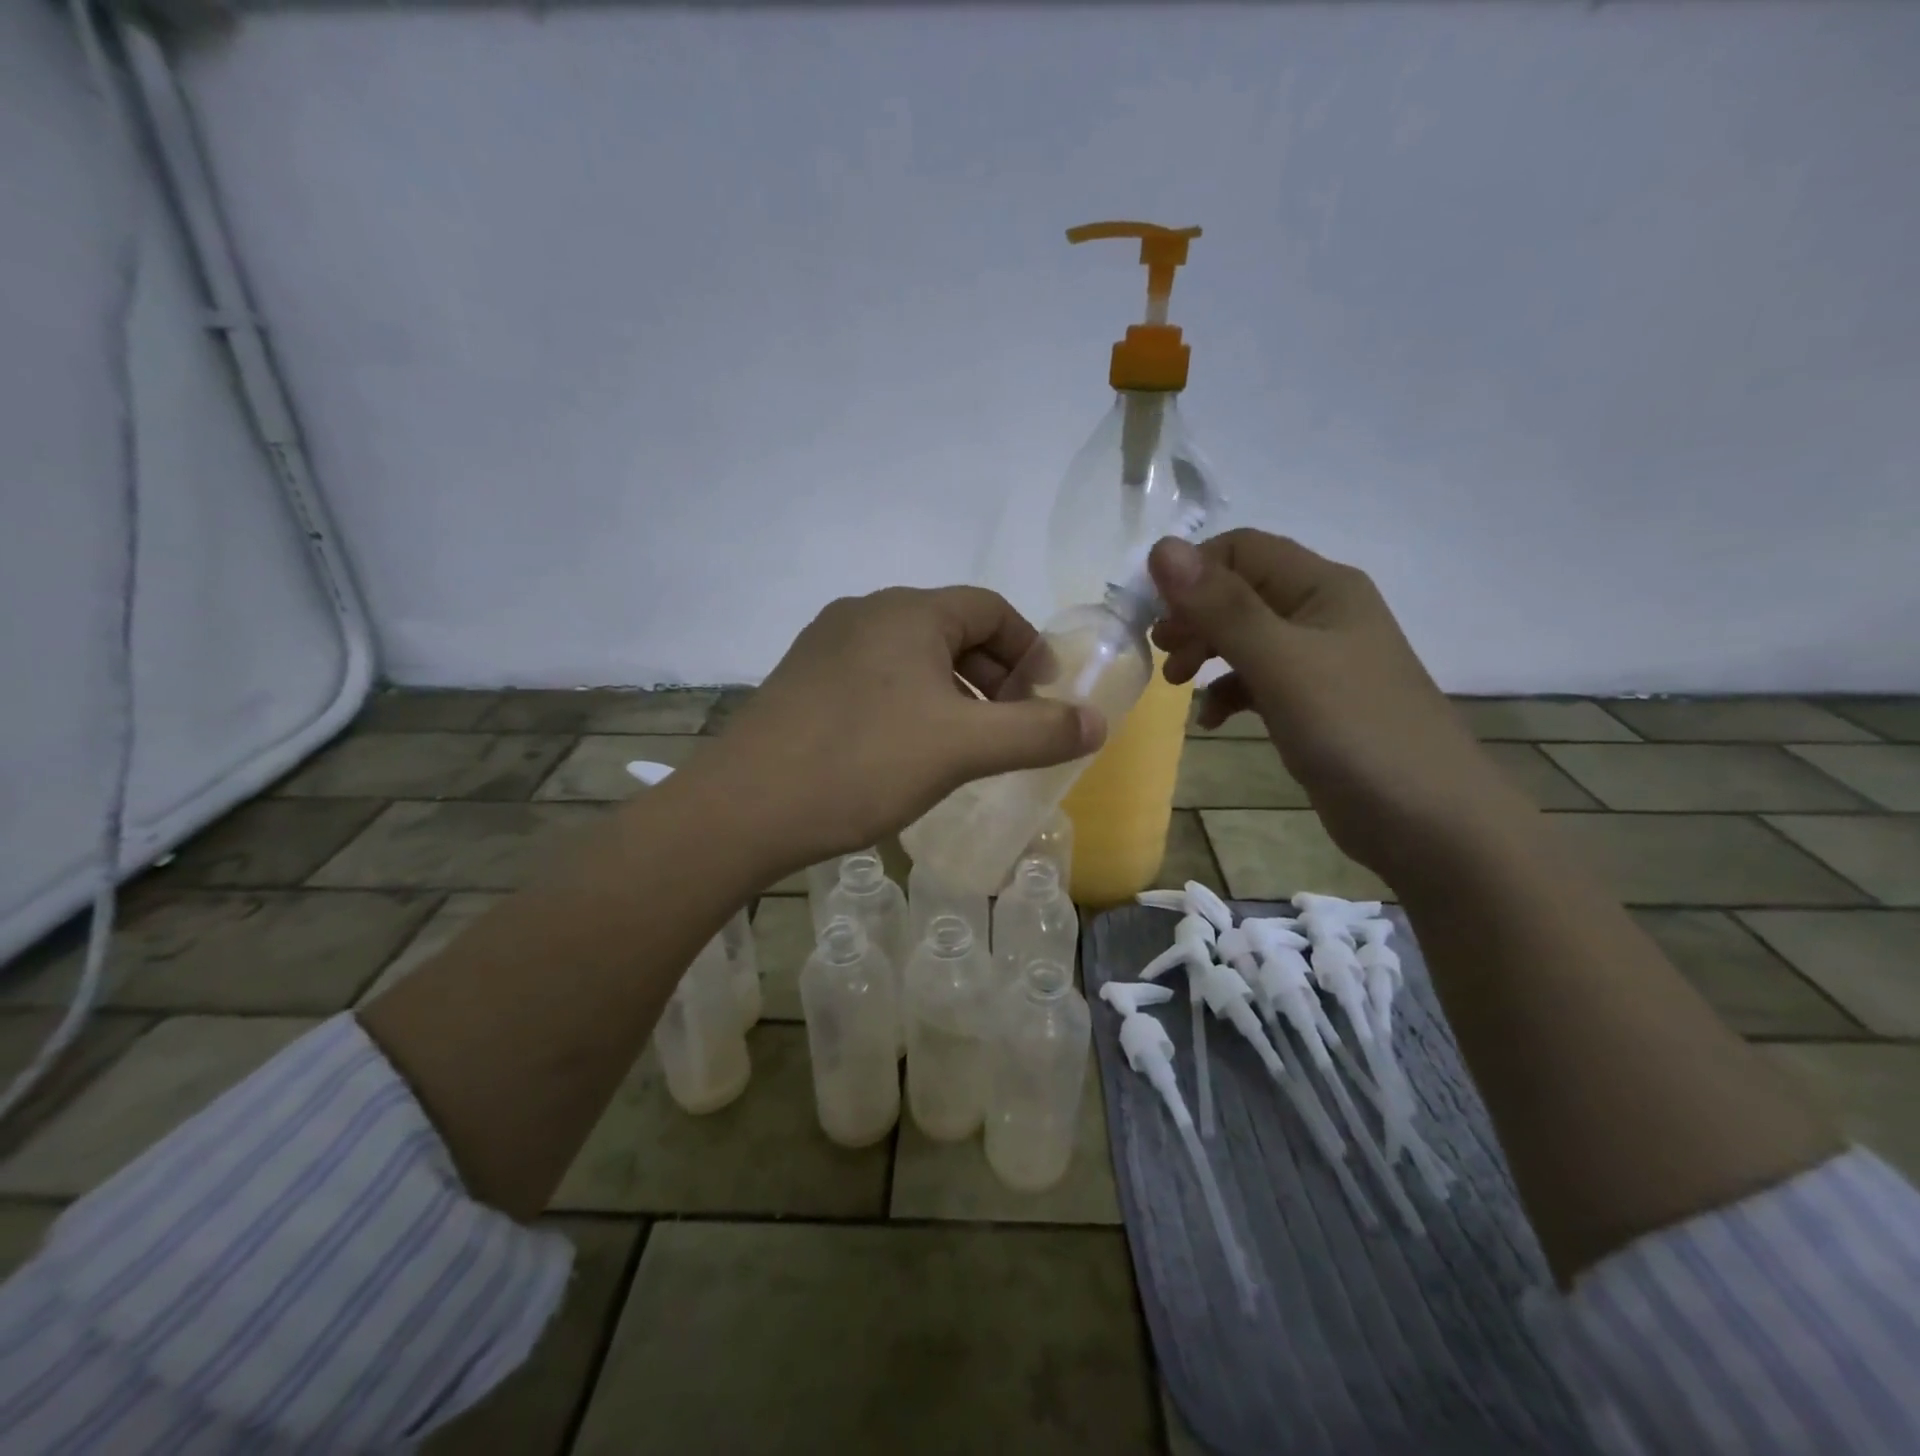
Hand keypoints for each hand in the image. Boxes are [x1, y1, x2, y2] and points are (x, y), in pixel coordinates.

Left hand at [694, 586, 1103, 869]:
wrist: (745, 808)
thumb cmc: (864, 763)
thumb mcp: (964, 748)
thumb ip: (1038, 732)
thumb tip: (1098, 722)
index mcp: (908, 611)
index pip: (990, 608)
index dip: (1030, 648)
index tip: (1044, 697)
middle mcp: (865, 612)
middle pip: (952, 630)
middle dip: (993, 674)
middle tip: (1009, 726)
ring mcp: (826, 645)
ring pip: (912, 656)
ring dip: (952, 691)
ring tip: (965, 744)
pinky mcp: (802, 680)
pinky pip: (876, 677)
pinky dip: (910, 702)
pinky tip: (908, 750)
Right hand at [1148, 530, 1527, 881]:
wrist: (1430, 823)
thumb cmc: (1354, 730)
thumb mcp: (1280, 663)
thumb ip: (1221, 607)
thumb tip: (1160, 548)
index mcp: (1322, 586)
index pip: (1241, 549)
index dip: (1191, 572)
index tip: (1152, 616)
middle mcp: (1321, 613)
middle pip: (1239, 591)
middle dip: (1193, 616)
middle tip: (1162, 653)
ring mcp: (1319, 660)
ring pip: (1244, 636)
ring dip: (1204, 651)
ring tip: (1176, 685)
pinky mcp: (1313, 703)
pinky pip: (1257, 680)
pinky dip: (1228, 692)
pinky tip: (1212, 720)